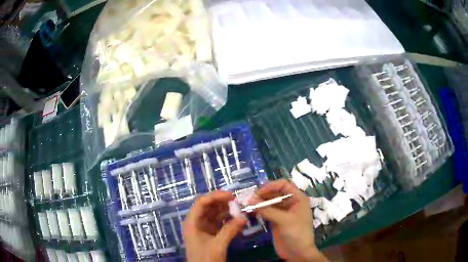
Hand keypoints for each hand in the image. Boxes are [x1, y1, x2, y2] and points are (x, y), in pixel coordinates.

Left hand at [182, 191, 246, 261]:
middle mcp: (196, 222)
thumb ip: (230, 230)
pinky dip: (227, 219)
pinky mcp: (210, 234)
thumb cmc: (205, 259)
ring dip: (226, 210)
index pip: (201, 203)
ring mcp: (203, 228)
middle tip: (238, 201)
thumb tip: (244, 217)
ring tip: (240, 208)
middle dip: (222, 202)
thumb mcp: (217, 245)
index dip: (215, 196)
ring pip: (214, 214)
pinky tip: (237, 218)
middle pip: (208, 207)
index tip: (231, 195)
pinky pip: (219, 222)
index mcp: (192, 222)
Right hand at [252, 180, 327, 261]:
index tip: (258, 192)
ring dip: (259, 202)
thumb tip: (250, 199)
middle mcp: (290, 202)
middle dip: (263, 194)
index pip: (284, 185)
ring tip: (247, 204)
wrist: (297, 252)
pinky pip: (266, 211)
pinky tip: (251, 211)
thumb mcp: (284, 220)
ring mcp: (282, 212)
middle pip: (275, 193)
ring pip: (269, 202)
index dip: (271, 186)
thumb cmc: (296, 233)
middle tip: (249, 199)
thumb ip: (267, 209)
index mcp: (298, 198)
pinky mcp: (276, 220)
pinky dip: (259, 210)